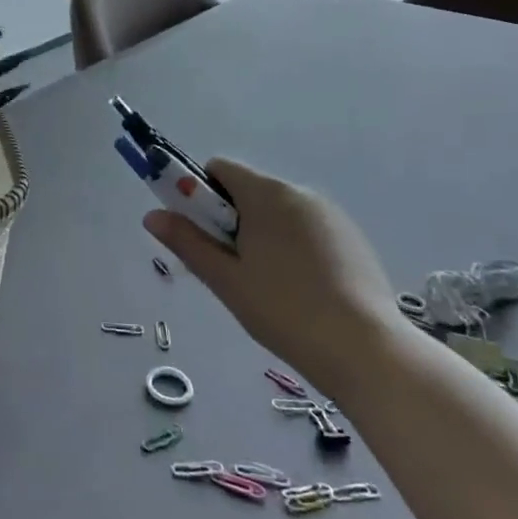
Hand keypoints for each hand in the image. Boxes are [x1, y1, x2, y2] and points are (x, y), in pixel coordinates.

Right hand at [144, 159, 405, 397]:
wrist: (365, 349)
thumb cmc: (284, 310)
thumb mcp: (226, 279)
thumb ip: (187, 242)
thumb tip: (152, 216)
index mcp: (266, 194)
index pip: (219, 169)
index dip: (199, 194)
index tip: (200, 233)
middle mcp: (299, 193)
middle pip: (248, 190)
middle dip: (230, 219)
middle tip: (230, 267)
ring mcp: (331, 215)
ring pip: (278, 211)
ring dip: (261, 233)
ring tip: (266, 286)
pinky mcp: (352, 238)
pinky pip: (307, 229)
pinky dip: (292, 246)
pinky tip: (300, 289)